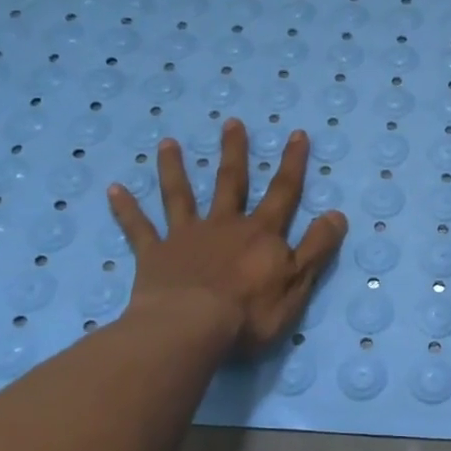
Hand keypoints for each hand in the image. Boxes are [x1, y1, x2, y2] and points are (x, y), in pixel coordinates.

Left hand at [106, 120, 346, 353]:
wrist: (190, 328)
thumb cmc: (249, 312)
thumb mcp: (297, 284)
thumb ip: (316, 249)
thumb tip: (337, 214)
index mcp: (261, 234)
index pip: (283, 193)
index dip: (292, 164)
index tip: (297, 134)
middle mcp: (224, 225)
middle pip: (230, 183)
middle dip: (234, 153)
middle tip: (231, 123)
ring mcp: (186, 237)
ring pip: (180, 196)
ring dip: (174, 169)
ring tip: (168, 143)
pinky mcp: (154, 255)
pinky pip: (139, 229)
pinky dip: (126, 209)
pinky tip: (114, 190)